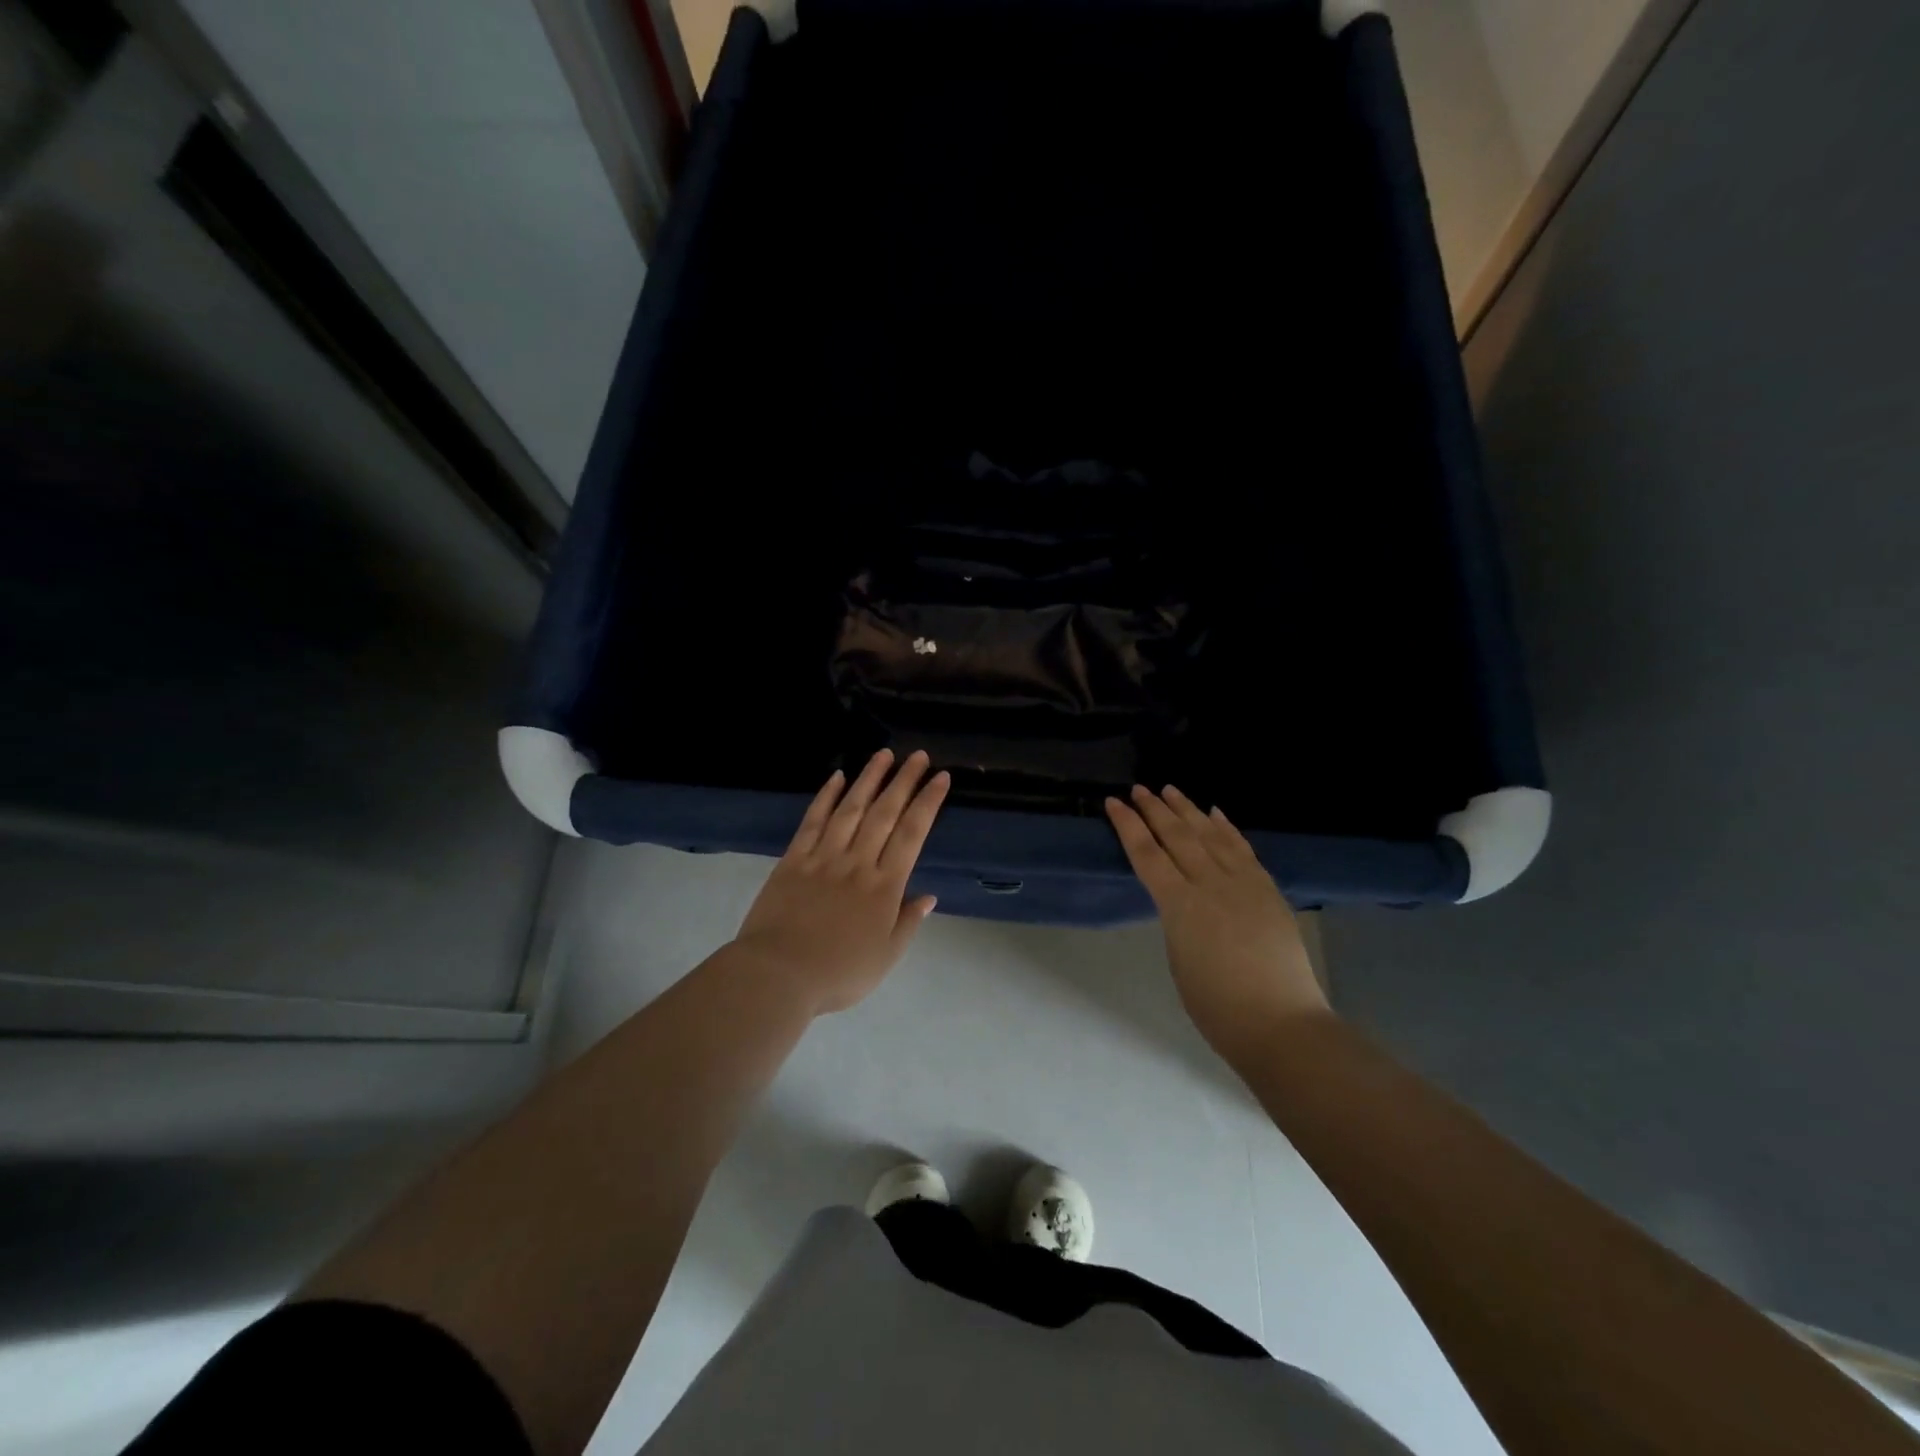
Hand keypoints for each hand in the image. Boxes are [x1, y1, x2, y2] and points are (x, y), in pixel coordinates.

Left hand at [733, 749, 949, 1014]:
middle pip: (885, 813)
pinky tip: (837, 777)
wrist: (779, 975)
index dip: (928, 803)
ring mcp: (824, 857)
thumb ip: (908, 922)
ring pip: (850, 809)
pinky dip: (826, 797)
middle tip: (919, 756)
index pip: (912, 834)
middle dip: (904, 781)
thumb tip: (928, 896)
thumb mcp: (886, 957)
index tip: (941, 778)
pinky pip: (813, 821)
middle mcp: (858, 862)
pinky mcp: (794, 859)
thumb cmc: (839, 972)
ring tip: (884, 754)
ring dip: (869, 779)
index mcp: (885, 886)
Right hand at [1106, 785, 1329, 1062]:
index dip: (1128, 826)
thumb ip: (1177, 919)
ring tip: (1171, 790)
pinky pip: (1242, 848)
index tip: (1114, 803)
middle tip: (1140, 789)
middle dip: (1155, 809)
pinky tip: (1215, 813)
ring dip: (1188, 809)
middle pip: (1177, 835)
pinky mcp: (1267, 889)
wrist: (1280, 1022)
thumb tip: (1181, 899)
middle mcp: (1210, 883)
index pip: (1147, 854)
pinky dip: (1227, 827)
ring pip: (1210, 834)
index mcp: (1180, 905)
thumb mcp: (1178, 957)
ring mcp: (1243, 883)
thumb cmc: (1216, 1005)